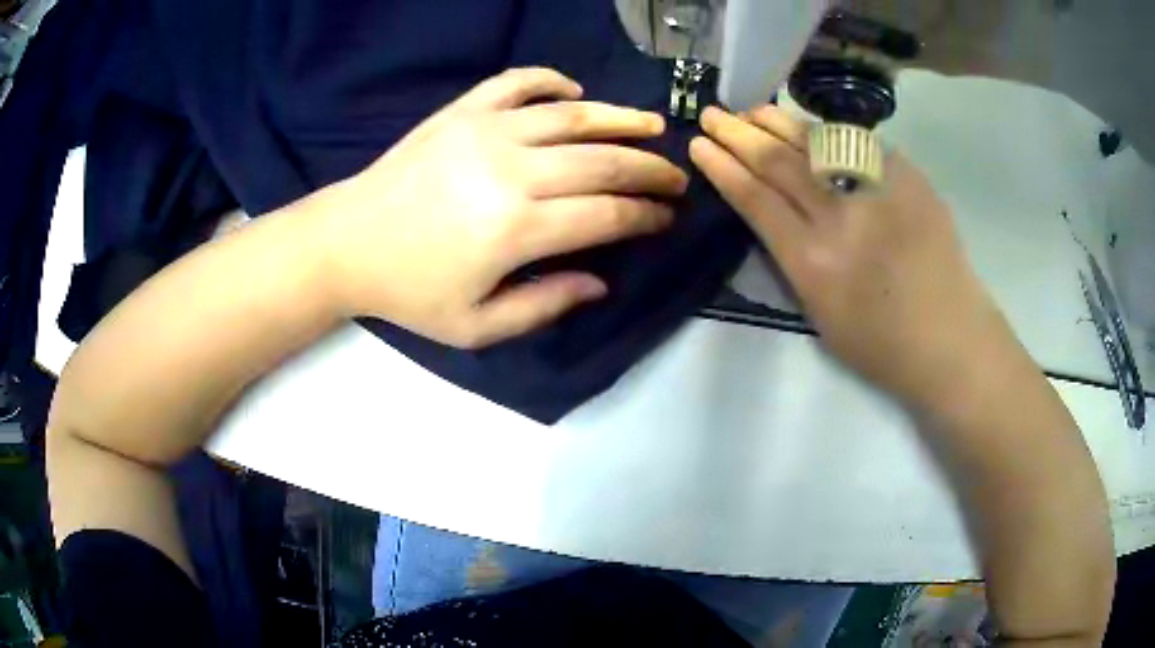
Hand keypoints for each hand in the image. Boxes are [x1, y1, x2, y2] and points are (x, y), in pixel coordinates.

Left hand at [311, 68, 687, 347]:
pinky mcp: (463, 110)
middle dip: (650, 169)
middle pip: (603, 162)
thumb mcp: (475, 326)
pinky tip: (574, 92)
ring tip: (653, 124)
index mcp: (516, 229)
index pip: (606, 215)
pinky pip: (518, 81)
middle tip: (676, 175)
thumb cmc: (410, 291)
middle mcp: (511, 170)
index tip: (667, 217)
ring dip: (621, 118)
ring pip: (573, 115)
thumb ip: (544, 306)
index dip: (646, 216)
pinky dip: (552, 80)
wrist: (347, 242)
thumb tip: (600, 282)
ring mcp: (486, 131)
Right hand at [690, 105, 1016, 404]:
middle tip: (714, 113)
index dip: (723, 167)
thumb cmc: (882, 346)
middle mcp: (840, 218)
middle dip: (738, 133)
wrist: (951, 339)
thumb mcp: (820, 316)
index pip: (755, 199)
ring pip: (816, 143)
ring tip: (752, 109)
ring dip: (778, 122)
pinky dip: (827, 134)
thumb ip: (794, 260)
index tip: (700, 144)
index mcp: (813, 263)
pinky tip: (811, 129)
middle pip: (779, 162)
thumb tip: (777, 214)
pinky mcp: (907, 177)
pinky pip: (857, 146)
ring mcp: (878, 191)